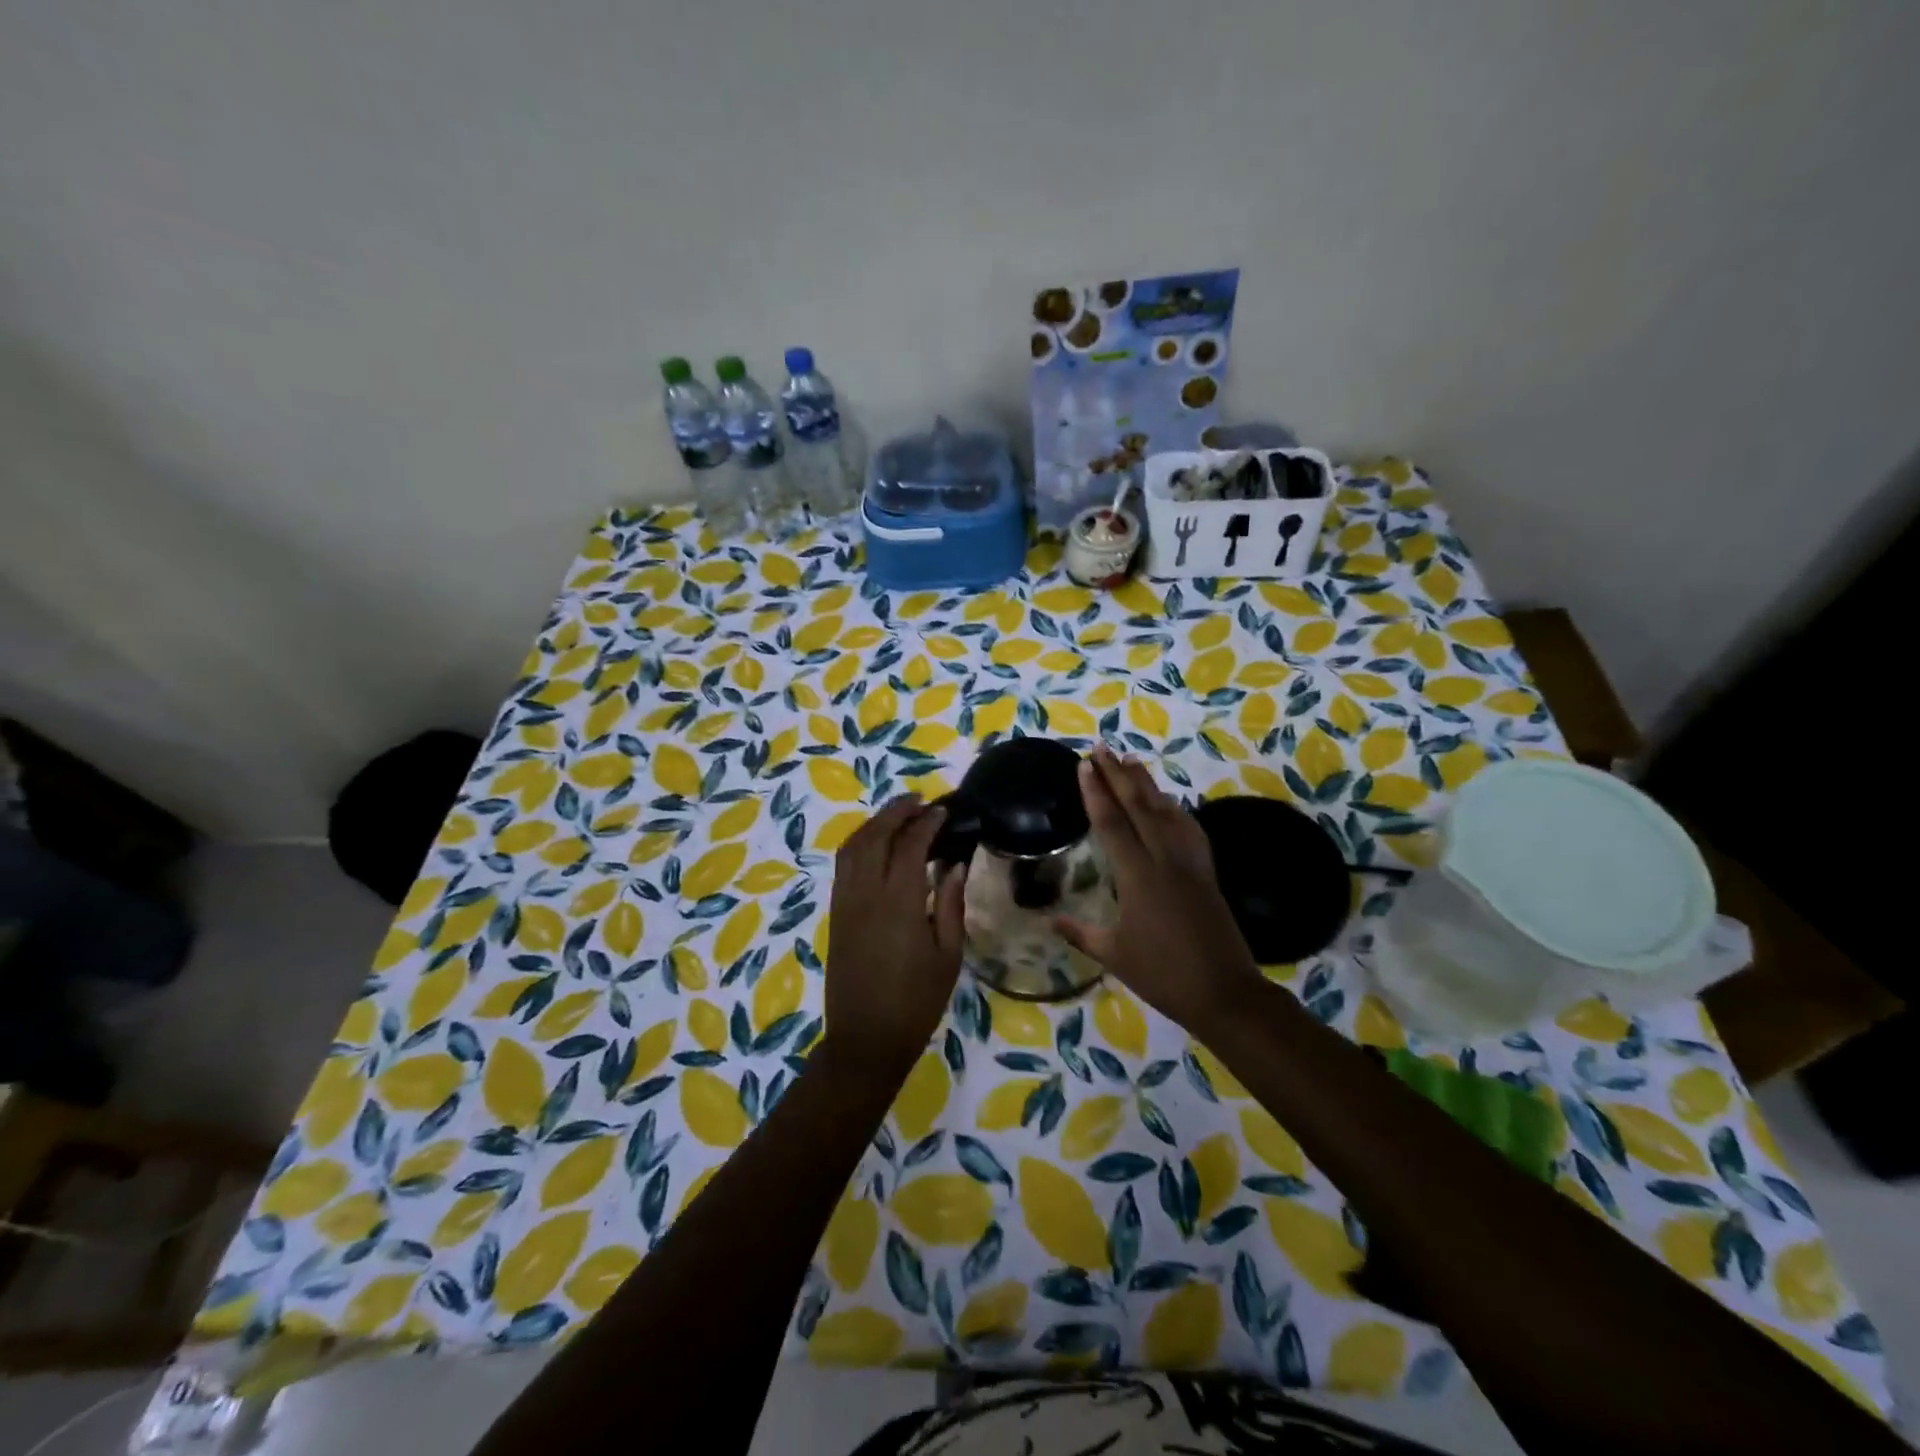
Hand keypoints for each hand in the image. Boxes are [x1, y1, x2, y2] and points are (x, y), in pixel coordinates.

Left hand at [820, 796, 967, 1081]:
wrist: (865, 1039)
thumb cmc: (916, 1002)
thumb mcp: (948, 956)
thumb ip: (951, 905)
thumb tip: (954, 865)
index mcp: (899, 903)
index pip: (910, 845)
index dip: (927, 823)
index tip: (943, 811)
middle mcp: (866, 893)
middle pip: (875, 835)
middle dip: (896, 811)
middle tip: (919, 800)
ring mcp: (845, 902)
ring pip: (852, 846)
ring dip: (874, 823)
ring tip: (898, 815)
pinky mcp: (834, 913)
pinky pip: (843, 865)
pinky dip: (858, 843)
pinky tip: (876, 844)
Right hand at [1055, 746, 1260, 1031]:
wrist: (1224, 992)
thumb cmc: (1163, 975)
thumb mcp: (1114, 955)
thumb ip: (1081, 933)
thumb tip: (1050, 919)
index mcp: (1138, 876)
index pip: (1112, 824)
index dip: (1096, 793)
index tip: (1084, 765)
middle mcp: (1164, 860)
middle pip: (1140, 807)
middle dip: (1119, 775)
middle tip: (1102, 748)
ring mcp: (1190, 864)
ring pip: (1167, 812)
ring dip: (1147, 784)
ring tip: (1131, 761)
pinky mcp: (1207, 873)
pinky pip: (1190, 830)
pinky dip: (1176, 809)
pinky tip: (1170, 802)